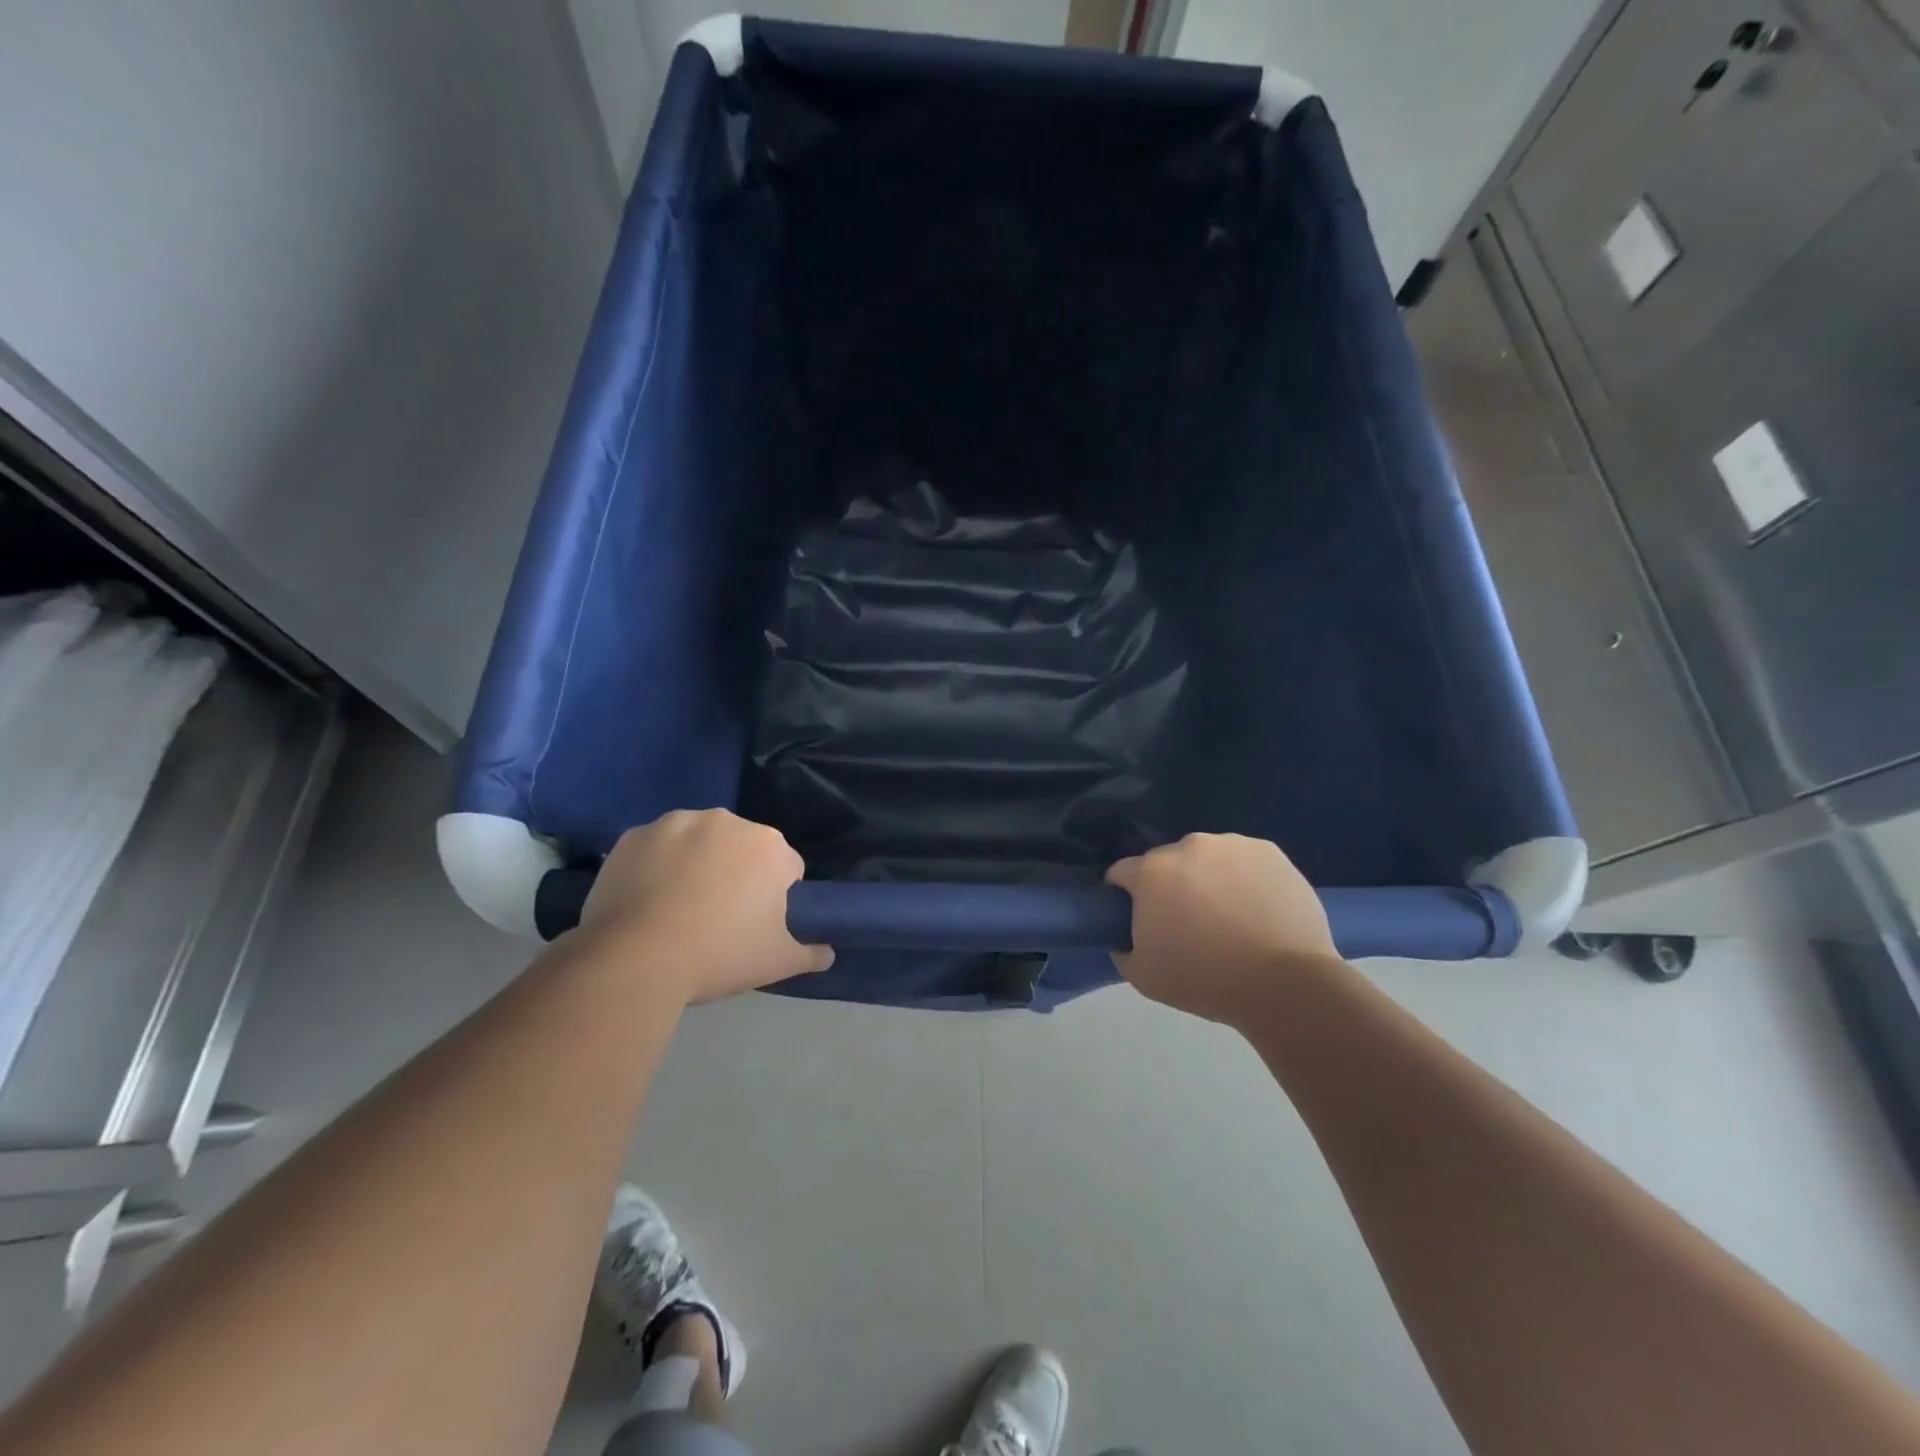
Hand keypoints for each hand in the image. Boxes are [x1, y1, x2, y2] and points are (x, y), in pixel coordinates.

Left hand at [580, 810, 831, 1002]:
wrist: (635, 959)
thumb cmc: (719, 955)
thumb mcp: (777, 962)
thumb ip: (809, 953)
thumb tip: (828, 954)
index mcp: (769, 846)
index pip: (787, 868)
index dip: (776, 897)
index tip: (756, 924)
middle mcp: (727, 821)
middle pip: (741, 848)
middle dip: (736, 873)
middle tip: (718, 917)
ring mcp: (676, 823)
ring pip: (698, 842)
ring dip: (696, 864)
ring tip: (677, 909)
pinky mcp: (634, 835)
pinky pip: (655, 848)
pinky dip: (655, 865)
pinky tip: (645, 900)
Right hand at [1106, 834, 1340, 1024]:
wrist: (1285, 984)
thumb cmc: (1206, 980)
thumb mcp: (1143, 976)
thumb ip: (1122, 948)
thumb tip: (1124, 938)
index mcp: (1152, 872)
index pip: (1122, 872)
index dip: (1124, 894)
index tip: (1137, 918)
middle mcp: (1188, 846)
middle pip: (1167, 862)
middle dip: (1170, 885)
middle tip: (1187, 921)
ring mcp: (1232, 845)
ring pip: (1207, 858)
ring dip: (1207, 877)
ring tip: (1229, 915)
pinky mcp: (1269, 852)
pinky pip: (1244, 860)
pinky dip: (1243, 877)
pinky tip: (1256, 908)